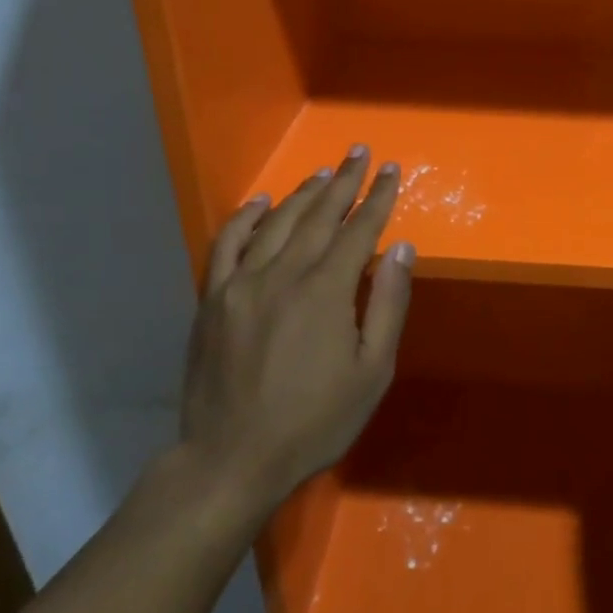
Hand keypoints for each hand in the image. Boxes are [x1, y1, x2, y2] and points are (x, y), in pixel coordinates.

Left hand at [179, 147, 413, 512]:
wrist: (231, 460)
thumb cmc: (314, 421)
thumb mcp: (372, 371)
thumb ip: (387, 304)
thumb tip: (400, 248)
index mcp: (325, 291)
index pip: (359, 230)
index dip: (377, 198)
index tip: (390, 170)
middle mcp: (282, 274)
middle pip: (319, 216)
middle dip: (344, 181)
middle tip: (359, 152)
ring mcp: (241, 283)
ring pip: (277, 222)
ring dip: (303, 194)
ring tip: (323, 173)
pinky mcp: (212, 299)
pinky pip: (227, 244)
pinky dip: (245, 218)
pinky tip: (261, 203)